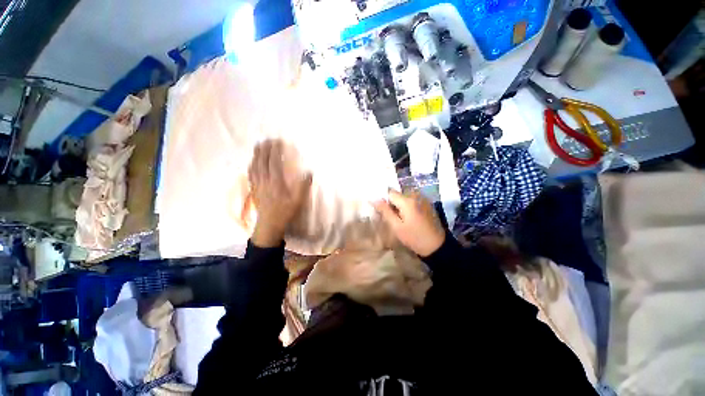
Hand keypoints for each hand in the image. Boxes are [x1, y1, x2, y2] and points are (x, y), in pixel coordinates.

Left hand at [249, 140, 311, 247]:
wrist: (269, 224)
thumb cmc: (285, 212)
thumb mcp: (297, 201)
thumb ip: (303, 186)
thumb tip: (308, 172)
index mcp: (275, 182)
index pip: (273, 162)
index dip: (275, 150)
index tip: (278, 142)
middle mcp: (264, 180)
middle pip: (262, 161)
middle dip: (264, 149)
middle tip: (267, 139)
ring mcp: (257, 184)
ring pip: (254, 165)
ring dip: (256, 154)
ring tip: (259, 146)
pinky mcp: (253, 189)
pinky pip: (250, 173)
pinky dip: (251, 164)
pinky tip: (252, 162)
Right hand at [373, 189, 445, 256]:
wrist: (437, 246)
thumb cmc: (414, 237)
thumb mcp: (397, 227)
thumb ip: (385, 211)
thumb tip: (374, 199)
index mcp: (407, 201)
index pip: (390, 192)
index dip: (384, 200)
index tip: (383, 211)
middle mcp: (416, 195)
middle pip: (398, 194)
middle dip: (392, 203)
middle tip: (392, 218)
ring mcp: (423, 198)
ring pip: (405, 197)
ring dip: (400, 205)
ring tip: (401, 219)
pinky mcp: (427, 203)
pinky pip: (412, 200)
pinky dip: (408, 206)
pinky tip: (410, 217)